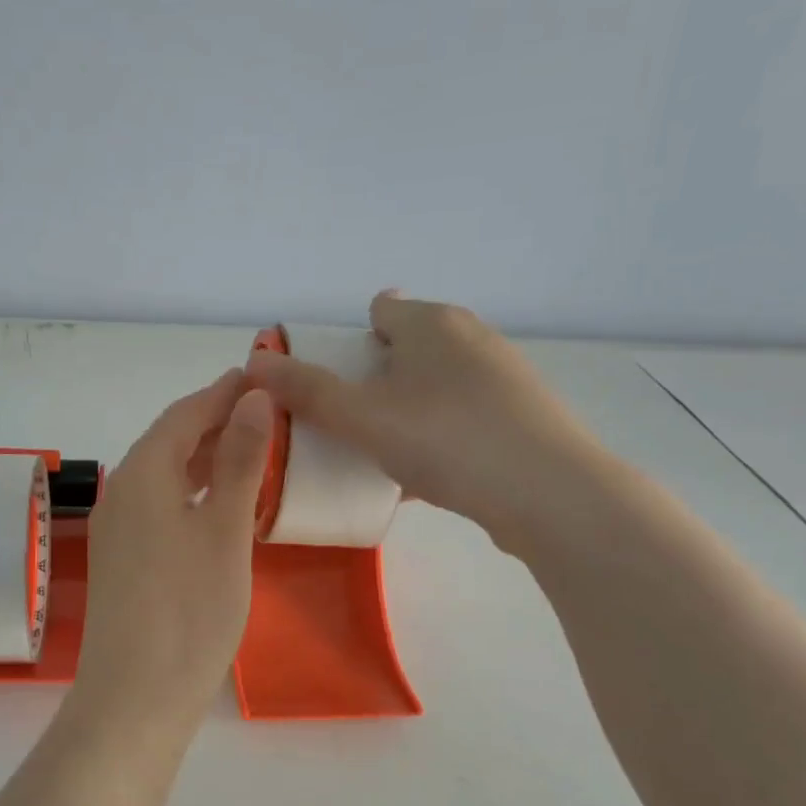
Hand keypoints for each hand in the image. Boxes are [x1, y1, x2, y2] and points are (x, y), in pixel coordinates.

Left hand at [67, 370, 273, 741]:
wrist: (135, 698)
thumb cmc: (190, 610)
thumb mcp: (226, 531)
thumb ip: (240, 462)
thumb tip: (255, 399)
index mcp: (143, 473)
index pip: (185, 414)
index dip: (223, 392)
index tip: (260, 375)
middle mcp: (121, 492)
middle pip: (170, 441)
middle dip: (216, 422)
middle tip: (266, 414)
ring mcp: (117, 528)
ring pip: (164, 475)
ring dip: (205, 458)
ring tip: (251, 452)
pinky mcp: (122, 560)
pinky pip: (159, 506)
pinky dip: (192, 493)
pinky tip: (219, 505)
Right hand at [245, 292, 603, 554]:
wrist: (551, 494)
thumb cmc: (448, 439)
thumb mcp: (364, 418)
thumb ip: (308, 391)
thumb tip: (254, 364)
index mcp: (432, 322)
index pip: (379, 311)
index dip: (346, 341)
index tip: (327, 383)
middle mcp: (470, 338)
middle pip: (405, 349)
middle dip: (372, 380)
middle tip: (344, 422)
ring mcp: (501, 378)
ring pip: (433, 387)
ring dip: (403, 412)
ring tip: (376, 453)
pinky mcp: (519, 418)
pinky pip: (458, 419)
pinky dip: (434, 437)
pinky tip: (418, 478)